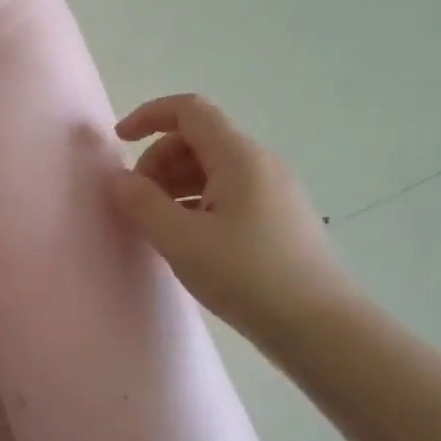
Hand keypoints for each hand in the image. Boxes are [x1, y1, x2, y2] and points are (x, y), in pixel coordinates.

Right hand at [108, 93, 361, 341]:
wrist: (322, 330)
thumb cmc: (247, 277)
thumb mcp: (181, 240)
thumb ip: (142, 203)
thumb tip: (118, 177)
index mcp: (239, 157)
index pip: (190, 110)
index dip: (149, 115)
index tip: (119, 141)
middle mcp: (260, 164)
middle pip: (198, 139)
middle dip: (158, 159)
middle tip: (137, 201)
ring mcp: (274, 191)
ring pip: (213, 168)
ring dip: (176, 184)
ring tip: (158, 224)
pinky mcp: (280, 219)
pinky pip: (229, 193)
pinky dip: (198, 202)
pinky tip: (188, 240)